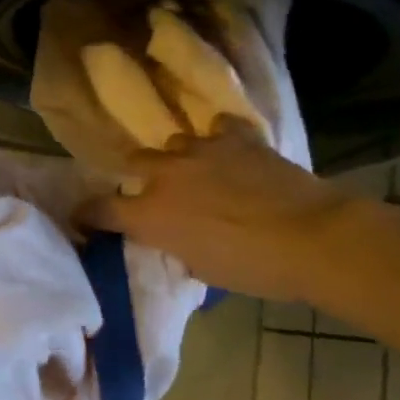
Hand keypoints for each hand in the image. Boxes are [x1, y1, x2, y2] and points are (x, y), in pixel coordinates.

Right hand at [81, 117, 365, 303]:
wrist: (314, 238)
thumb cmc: (256, 269)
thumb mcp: (204, 269)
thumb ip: (177, 247)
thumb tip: (174, 237)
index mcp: (151, 215)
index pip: (101, 209)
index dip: (88, 214)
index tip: (85, 218)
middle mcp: (165, 175)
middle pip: (133, 162)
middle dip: (141, 175)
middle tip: (160, 192)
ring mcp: (199, 150)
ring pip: (174, 144)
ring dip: (182, 159)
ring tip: (202, 172)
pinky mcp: (234, 137)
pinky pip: (219, 129)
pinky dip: (222, 140)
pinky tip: (235, 153)